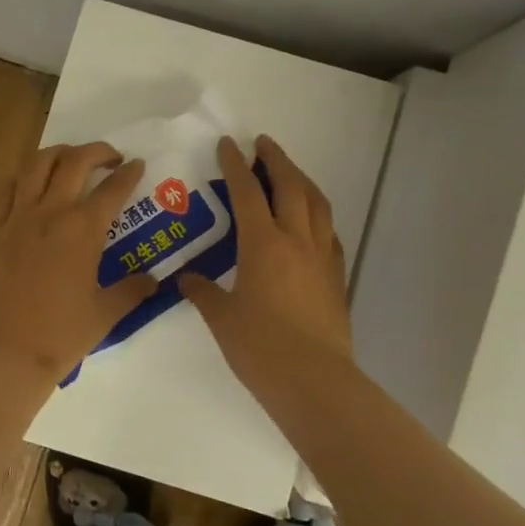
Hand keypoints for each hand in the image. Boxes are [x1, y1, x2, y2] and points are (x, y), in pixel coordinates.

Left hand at [0, 142, 160, 384]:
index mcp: (83, 230)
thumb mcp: (106, 314)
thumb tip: (154, 281)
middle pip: (74, 162)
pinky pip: (5, 191)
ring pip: (36, 165)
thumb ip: (132, 291)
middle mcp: (50, 213)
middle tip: (111, 157)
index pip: (112, 189)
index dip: (129, 173)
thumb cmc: (61, 335)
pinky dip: (22, 179)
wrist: (5, 354)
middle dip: (97, 151)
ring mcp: (17, 219)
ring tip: (70, 159)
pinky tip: (29, 186)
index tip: (137, 164)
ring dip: (58, 153)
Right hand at [180, 135, 351, 390]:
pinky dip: (317, 215)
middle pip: (290, 186)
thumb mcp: (222, 318)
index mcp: (263, 245)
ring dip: (302, 180)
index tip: (228, 144)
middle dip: (276, 159)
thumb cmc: (260, 348)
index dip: (236, 165)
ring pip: (317, 204)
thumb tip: (187, 280)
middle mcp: (297, 241)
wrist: (314, 381)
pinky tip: (310, 222)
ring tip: (289, 172)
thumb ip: (204, 292)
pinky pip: (329, 232)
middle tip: (263, 144)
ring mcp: (322, 258)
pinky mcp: (337, 277)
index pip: (248, 192)